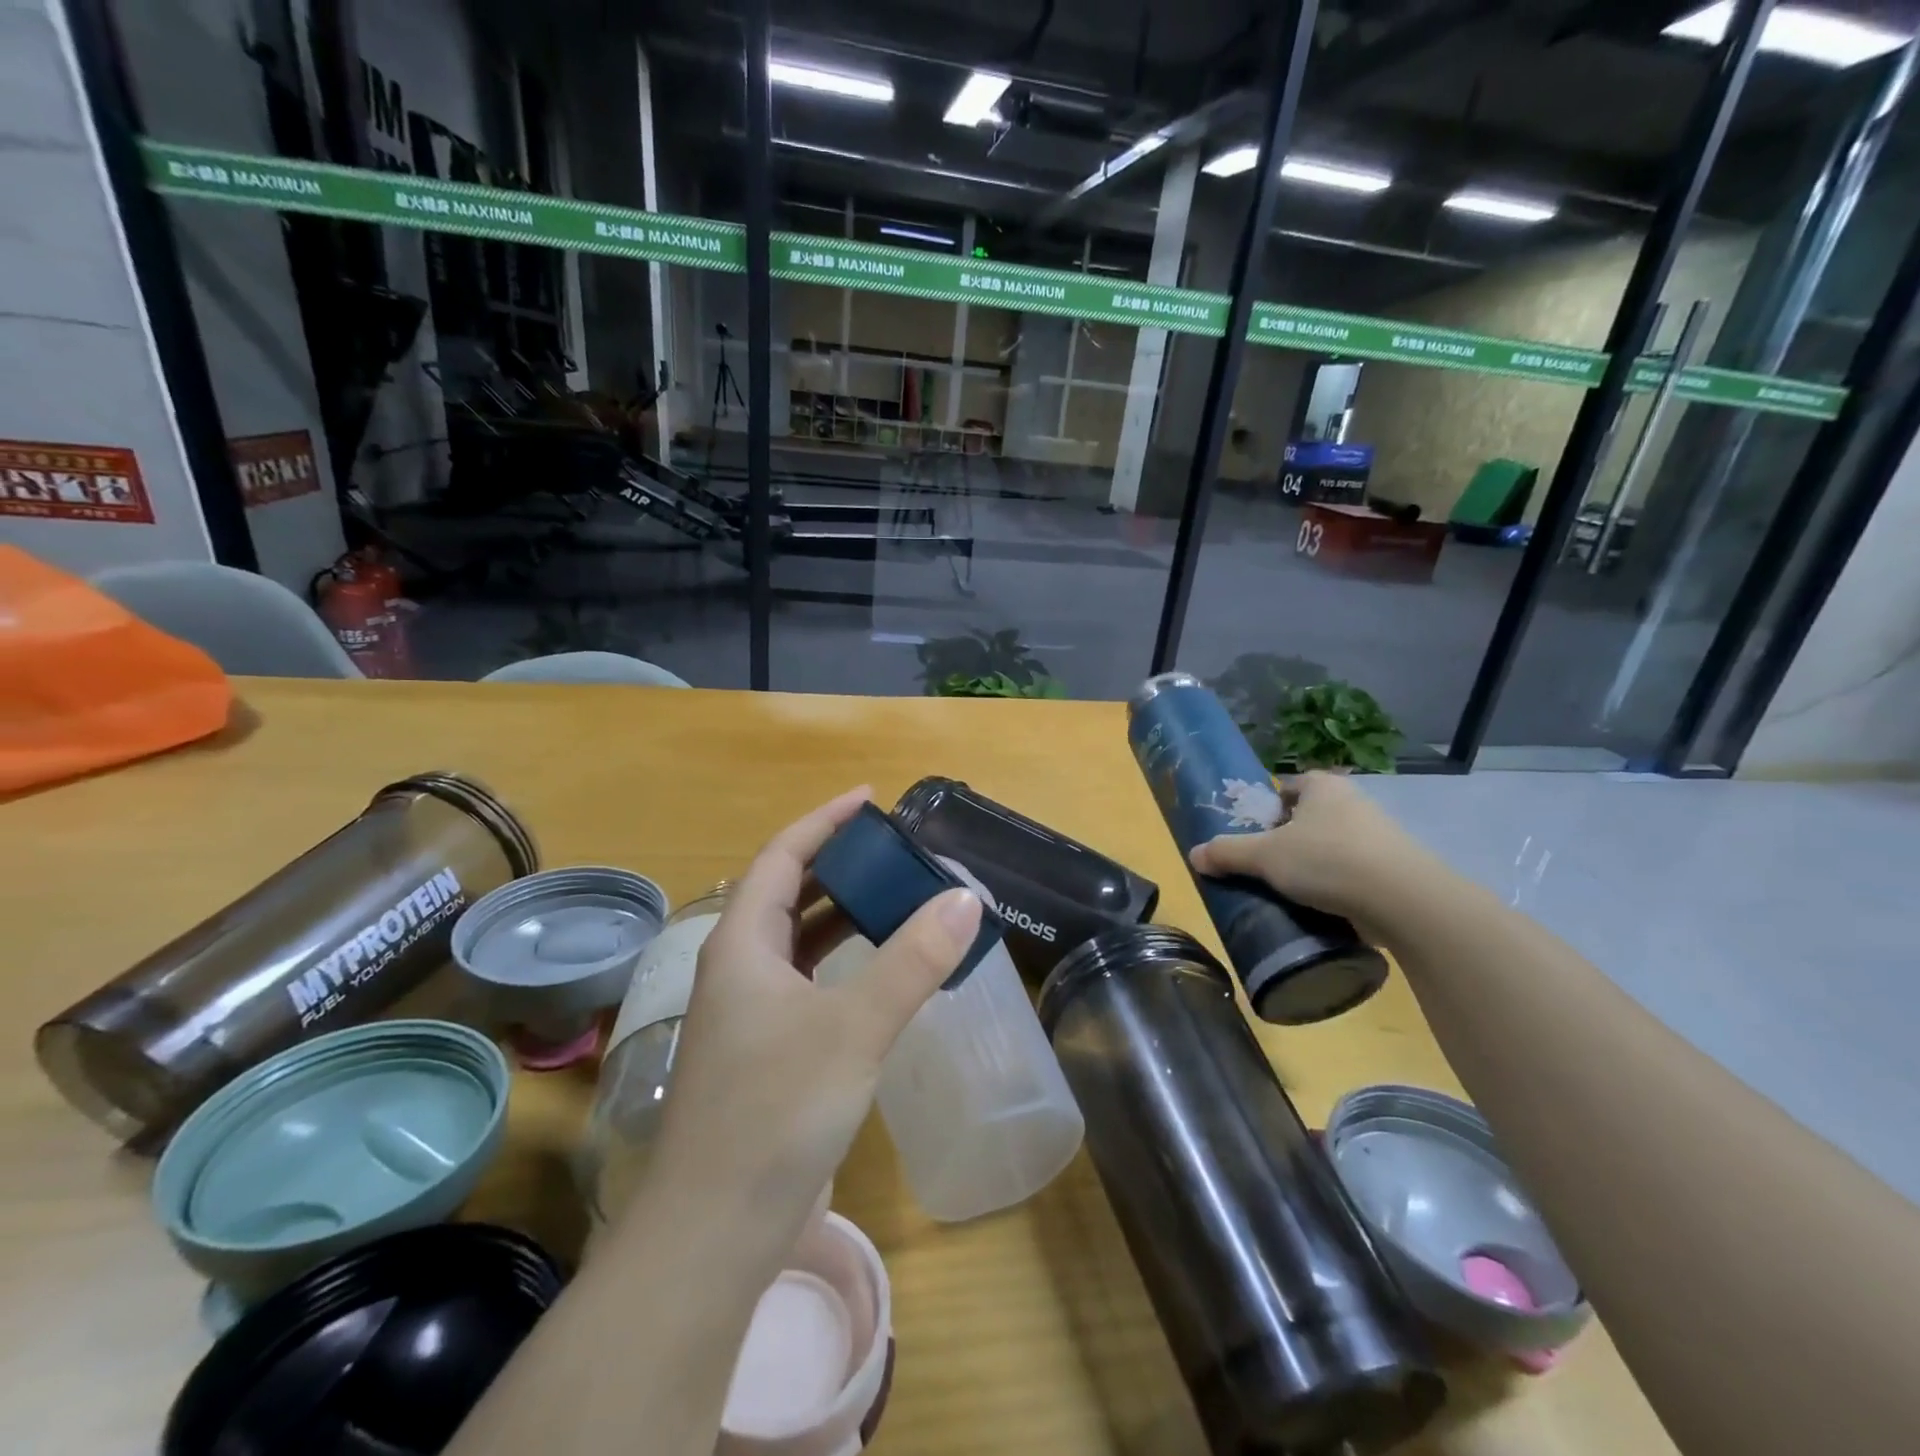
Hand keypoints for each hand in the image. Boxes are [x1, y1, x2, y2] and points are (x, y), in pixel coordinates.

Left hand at [641, 787, 982, 1259]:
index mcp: (742, 944)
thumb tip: (963, 897)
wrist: (714, 1231)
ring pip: (797, 940)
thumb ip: (912, 961)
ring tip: (895, 897)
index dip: (824, 822)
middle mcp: (738, 967)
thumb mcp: (853, 1028)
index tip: (869, 800)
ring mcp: (747, 1011)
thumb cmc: (775, 1112)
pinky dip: (840, 962)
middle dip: (839, 865)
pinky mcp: (764, 1049)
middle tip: (895, 852)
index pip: (782, 857)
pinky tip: (875, 970)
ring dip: (841, 914)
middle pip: (788, 893)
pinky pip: (805, 980)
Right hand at [1188, 770, 1435, 922]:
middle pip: (1311, 817)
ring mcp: (1380, 836)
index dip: (1270, 806)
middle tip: (1267, 865)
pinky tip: (1323, 907)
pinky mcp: (1395, 869)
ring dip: (1315, 865)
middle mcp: (1354, 802)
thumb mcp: (1264, 856)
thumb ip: (1227, 853)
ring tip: (1293, 891)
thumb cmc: (1326, 860)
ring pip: (1334, 846)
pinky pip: (1356, 872)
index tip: (1256, 833)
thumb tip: (1193, 856)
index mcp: (1323, 787)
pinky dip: (1339, 886)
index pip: (1290, 786)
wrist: (1403, 900)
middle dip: (1290, 839)